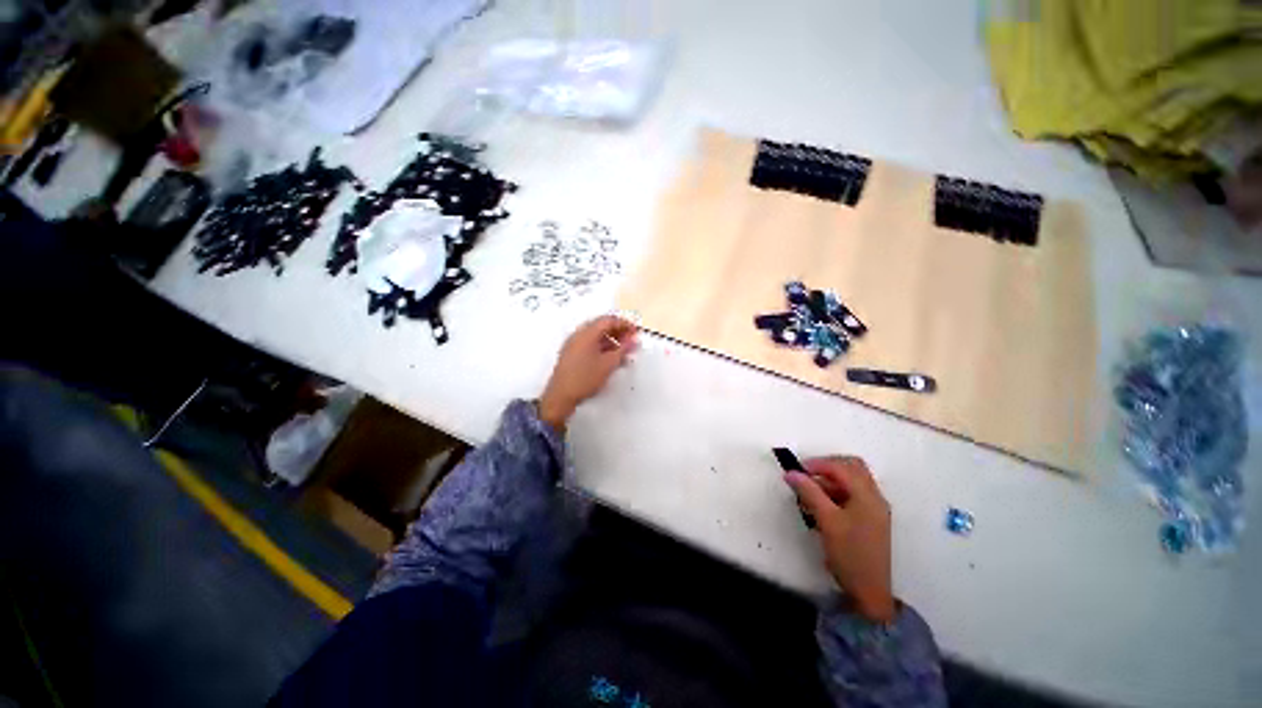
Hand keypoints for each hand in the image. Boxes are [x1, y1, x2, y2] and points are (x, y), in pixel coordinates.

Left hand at [538, 316, 638, 428]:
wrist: (560, 396)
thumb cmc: (585, 378)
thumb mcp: (608, 364)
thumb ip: (623, 350)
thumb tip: (634, 341)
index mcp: (587, 333)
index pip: (608, 320)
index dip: (624, 324)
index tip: (636, 332)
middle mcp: (578, 334)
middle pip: (601, 326)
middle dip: (619, 332)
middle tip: (632, 340)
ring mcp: (573, 344)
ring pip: (596, 336)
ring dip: (612, 340)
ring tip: (624, 352)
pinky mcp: (572, 354)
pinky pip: (590, 344)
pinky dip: (603, 347)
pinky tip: (611, 359)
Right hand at [784, 456, 894, 623]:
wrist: (869, 592)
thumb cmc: (849, 553)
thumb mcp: (827, 520)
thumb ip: (809, 492)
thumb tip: (791, 472)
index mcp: (868, 496)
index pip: (842, 467)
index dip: (817, 464)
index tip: (796, 471)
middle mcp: (874, 498)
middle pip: (851, 468)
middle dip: (826, 468)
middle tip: (805, 475)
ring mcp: (873, 509)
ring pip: (850, 482)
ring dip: (828, 482)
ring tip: (807, 494)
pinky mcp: (868, 519)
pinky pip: (851, 496)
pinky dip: (833, 494)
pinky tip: (817, 506)